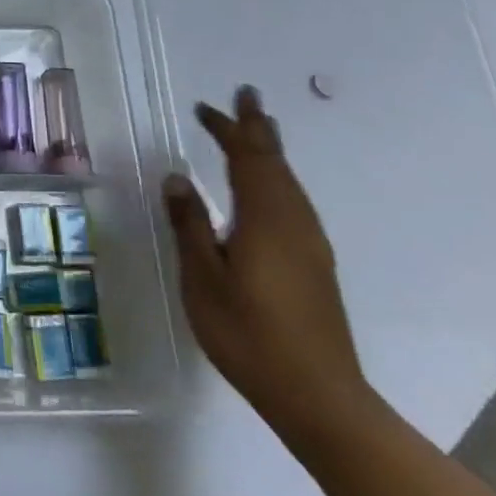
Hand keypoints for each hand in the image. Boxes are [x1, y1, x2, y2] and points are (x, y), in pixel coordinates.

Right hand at [163, 86, 371, 437]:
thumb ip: (190, 225)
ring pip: (289, 182)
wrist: (319, 398)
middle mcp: (294, 223)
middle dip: (257, 129)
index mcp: (264, 220)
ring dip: (269, 152)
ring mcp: (310, 244)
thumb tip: (177, 177)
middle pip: (275, 164)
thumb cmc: (249, 335)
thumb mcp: (203, 279)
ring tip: (257, 131)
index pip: (247, 159)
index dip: (229, 129)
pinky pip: (293, 202)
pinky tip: (268, 188)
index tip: (209, 105)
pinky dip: (277, 178)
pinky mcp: (315, 264)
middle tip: (245, 98)